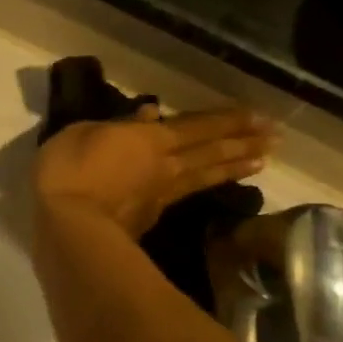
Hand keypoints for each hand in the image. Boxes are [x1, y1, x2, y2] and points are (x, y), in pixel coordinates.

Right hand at [35, 105, 274, 237]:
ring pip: (204, 176)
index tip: (261, 117)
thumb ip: (119, 125)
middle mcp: (166, 166)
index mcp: (151, 139)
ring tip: (260, 161)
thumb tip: (149, 113)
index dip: (229, 120)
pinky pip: (184, 195)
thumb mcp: (84, 133)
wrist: (67, 228)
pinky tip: (208, 186)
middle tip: (275, 137)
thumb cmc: (70, 172)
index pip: (198, 126)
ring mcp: (160, 195)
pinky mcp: (149, 219)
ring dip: (233, 167)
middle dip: (244, 142)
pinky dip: (203, 188)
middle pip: (212, 152)